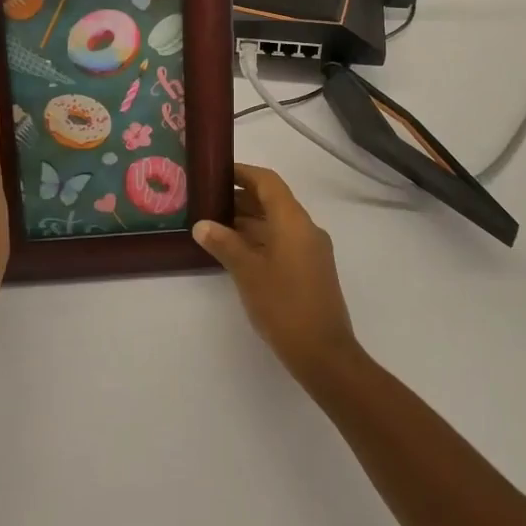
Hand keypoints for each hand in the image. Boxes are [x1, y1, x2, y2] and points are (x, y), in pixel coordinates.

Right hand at [193, 164, 359, 382]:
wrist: (323, 352)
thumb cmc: (283, 305)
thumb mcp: (247, 272)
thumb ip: (224, 244)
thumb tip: (202, 224)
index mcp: (293, 221)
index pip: (268, 182)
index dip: (243, 173)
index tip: (217, 173)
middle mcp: (306, 228)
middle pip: (273, 201)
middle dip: (241, 198)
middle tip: (207, 201)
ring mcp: (311, 249)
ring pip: (277, 223)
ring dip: (249, 220)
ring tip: (214, 225)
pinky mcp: (311, 269)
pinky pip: (283, 241)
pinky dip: (260, 239)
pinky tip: (236, 251)